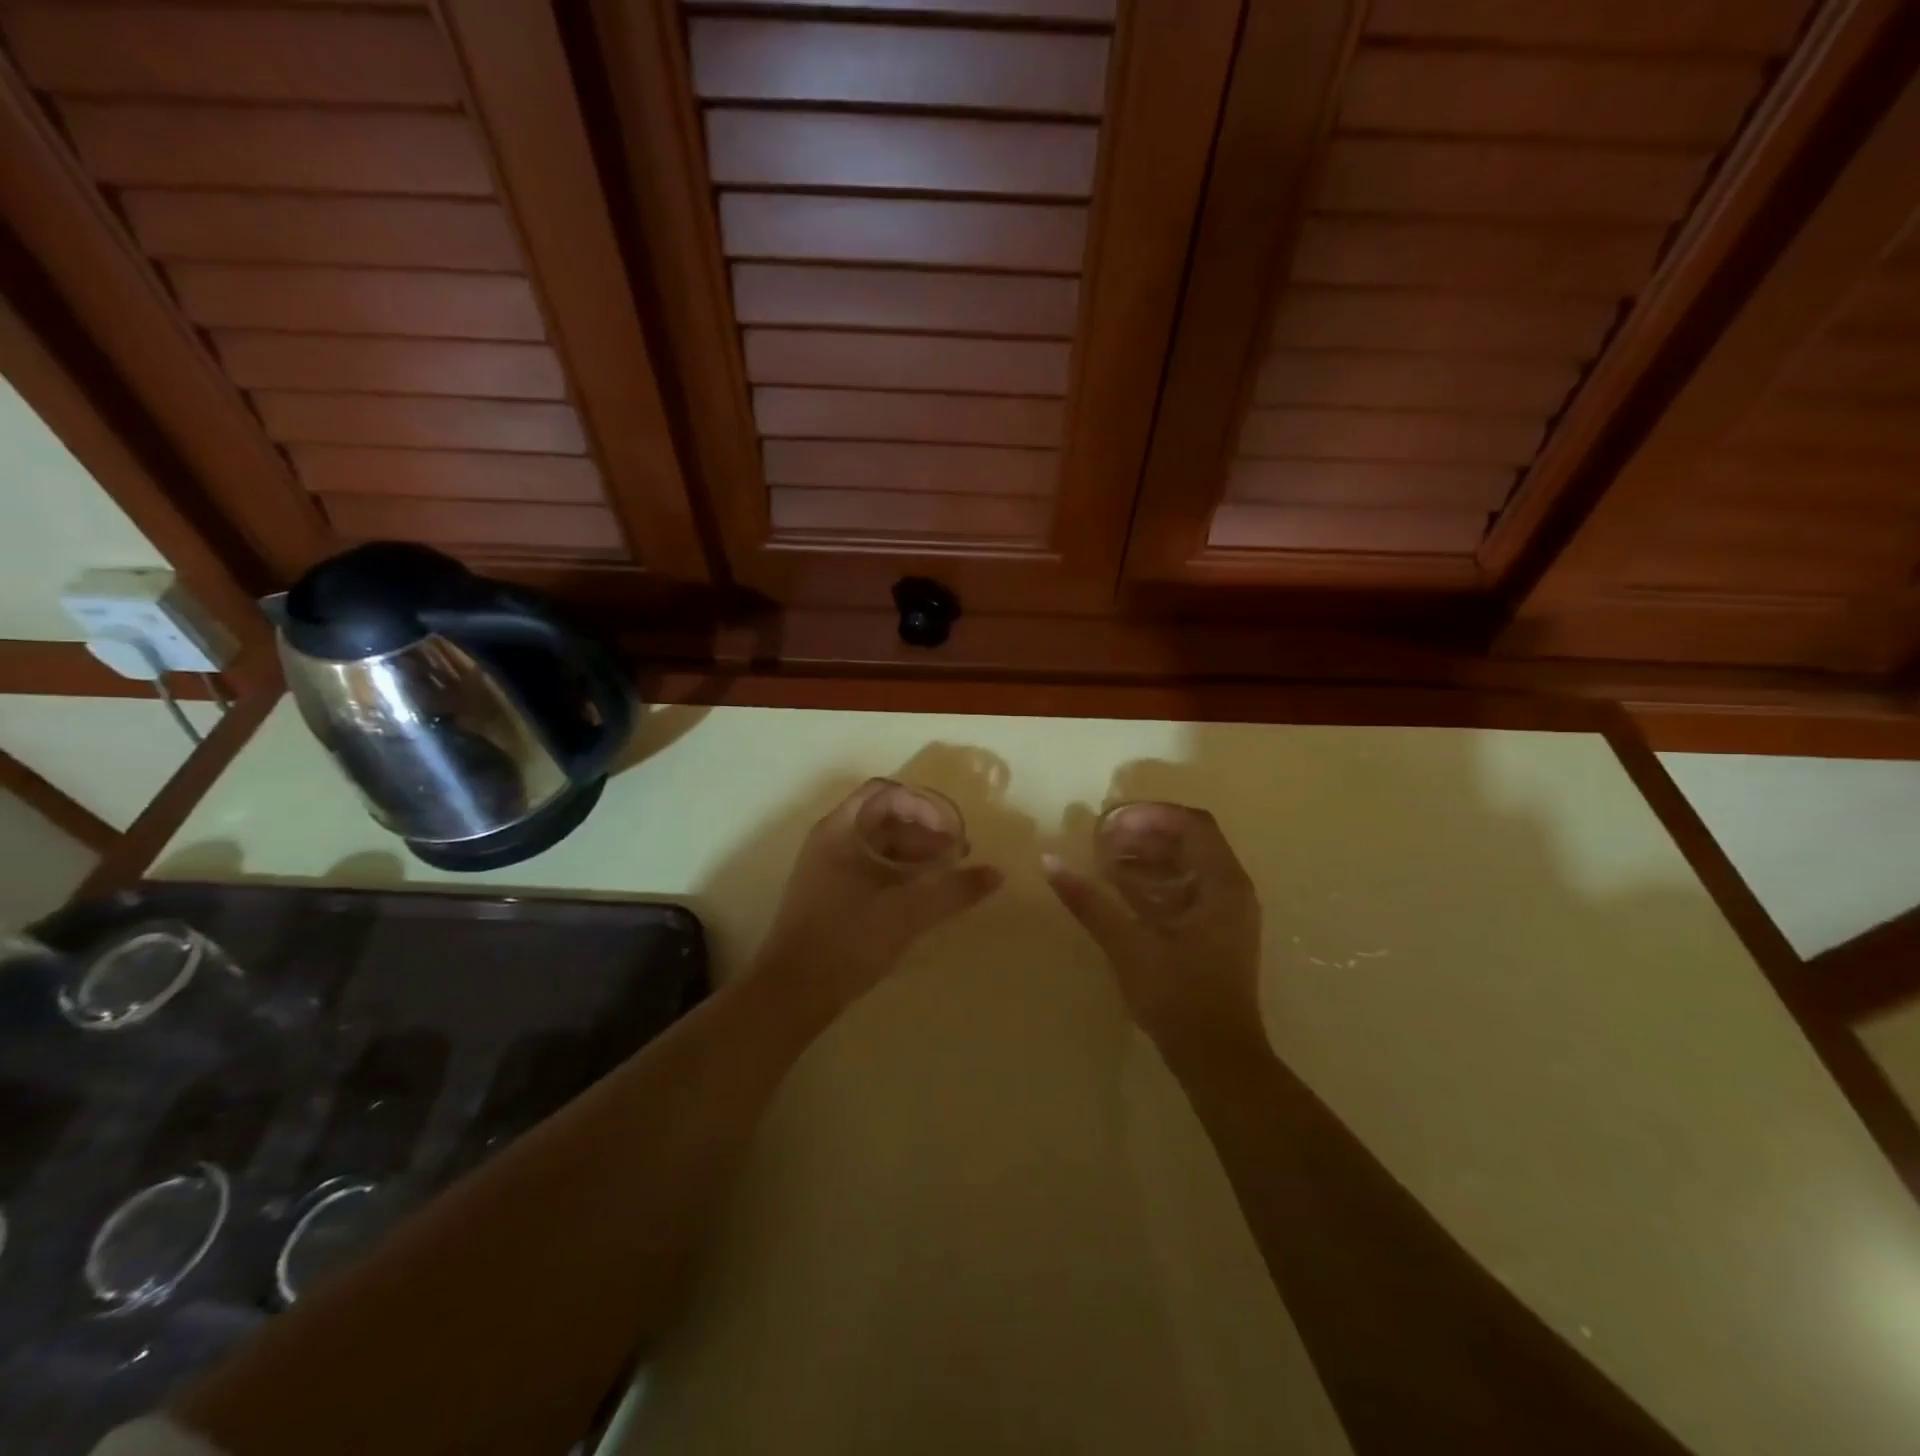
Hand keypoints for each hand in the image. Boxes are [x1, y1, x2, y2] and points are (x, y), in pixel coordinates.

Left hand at [756, 780, 1003, 1016]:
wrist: (792, 992)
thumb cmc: (848, 940)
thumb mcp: (908, 913)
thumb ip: (953, 890)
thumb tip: (996, 874)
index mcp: (840, 830)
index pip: (885, 793)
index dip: (922, 805)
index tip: (949, 831)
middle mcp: (830, 840)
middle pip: (883, 818)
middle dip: (924, 831)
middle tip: (955, 856)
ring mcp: (825, 867)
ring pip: (876, 844)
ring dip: (913, 853)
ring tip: (943, 877)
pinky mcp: (828, 893)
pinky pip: (868, 867)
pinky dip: (897, 872)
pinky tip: (917, 897)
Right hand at [1045, 803, 1263, 1053]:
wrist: (1217, 1059)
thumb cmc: (1178, 997)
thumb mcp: (1129, 945)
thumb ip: (1090, 901)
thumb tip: (1050, 862)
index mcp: (1223, 884)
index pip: (1191, 824)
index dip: (1149, 815)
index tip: (1109, 822)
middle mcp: (1232, 889)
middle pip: (1191, 839)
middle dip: (1146, 832)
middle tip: (1104, 837)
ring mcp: (1227, 912)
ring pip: (1189, 863)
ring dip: (1150, 854)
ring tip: (1107, 857)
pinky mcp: (1216, 932)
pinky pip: (1188, 887)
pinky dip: (1156, 879)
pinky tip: (1122, 888)